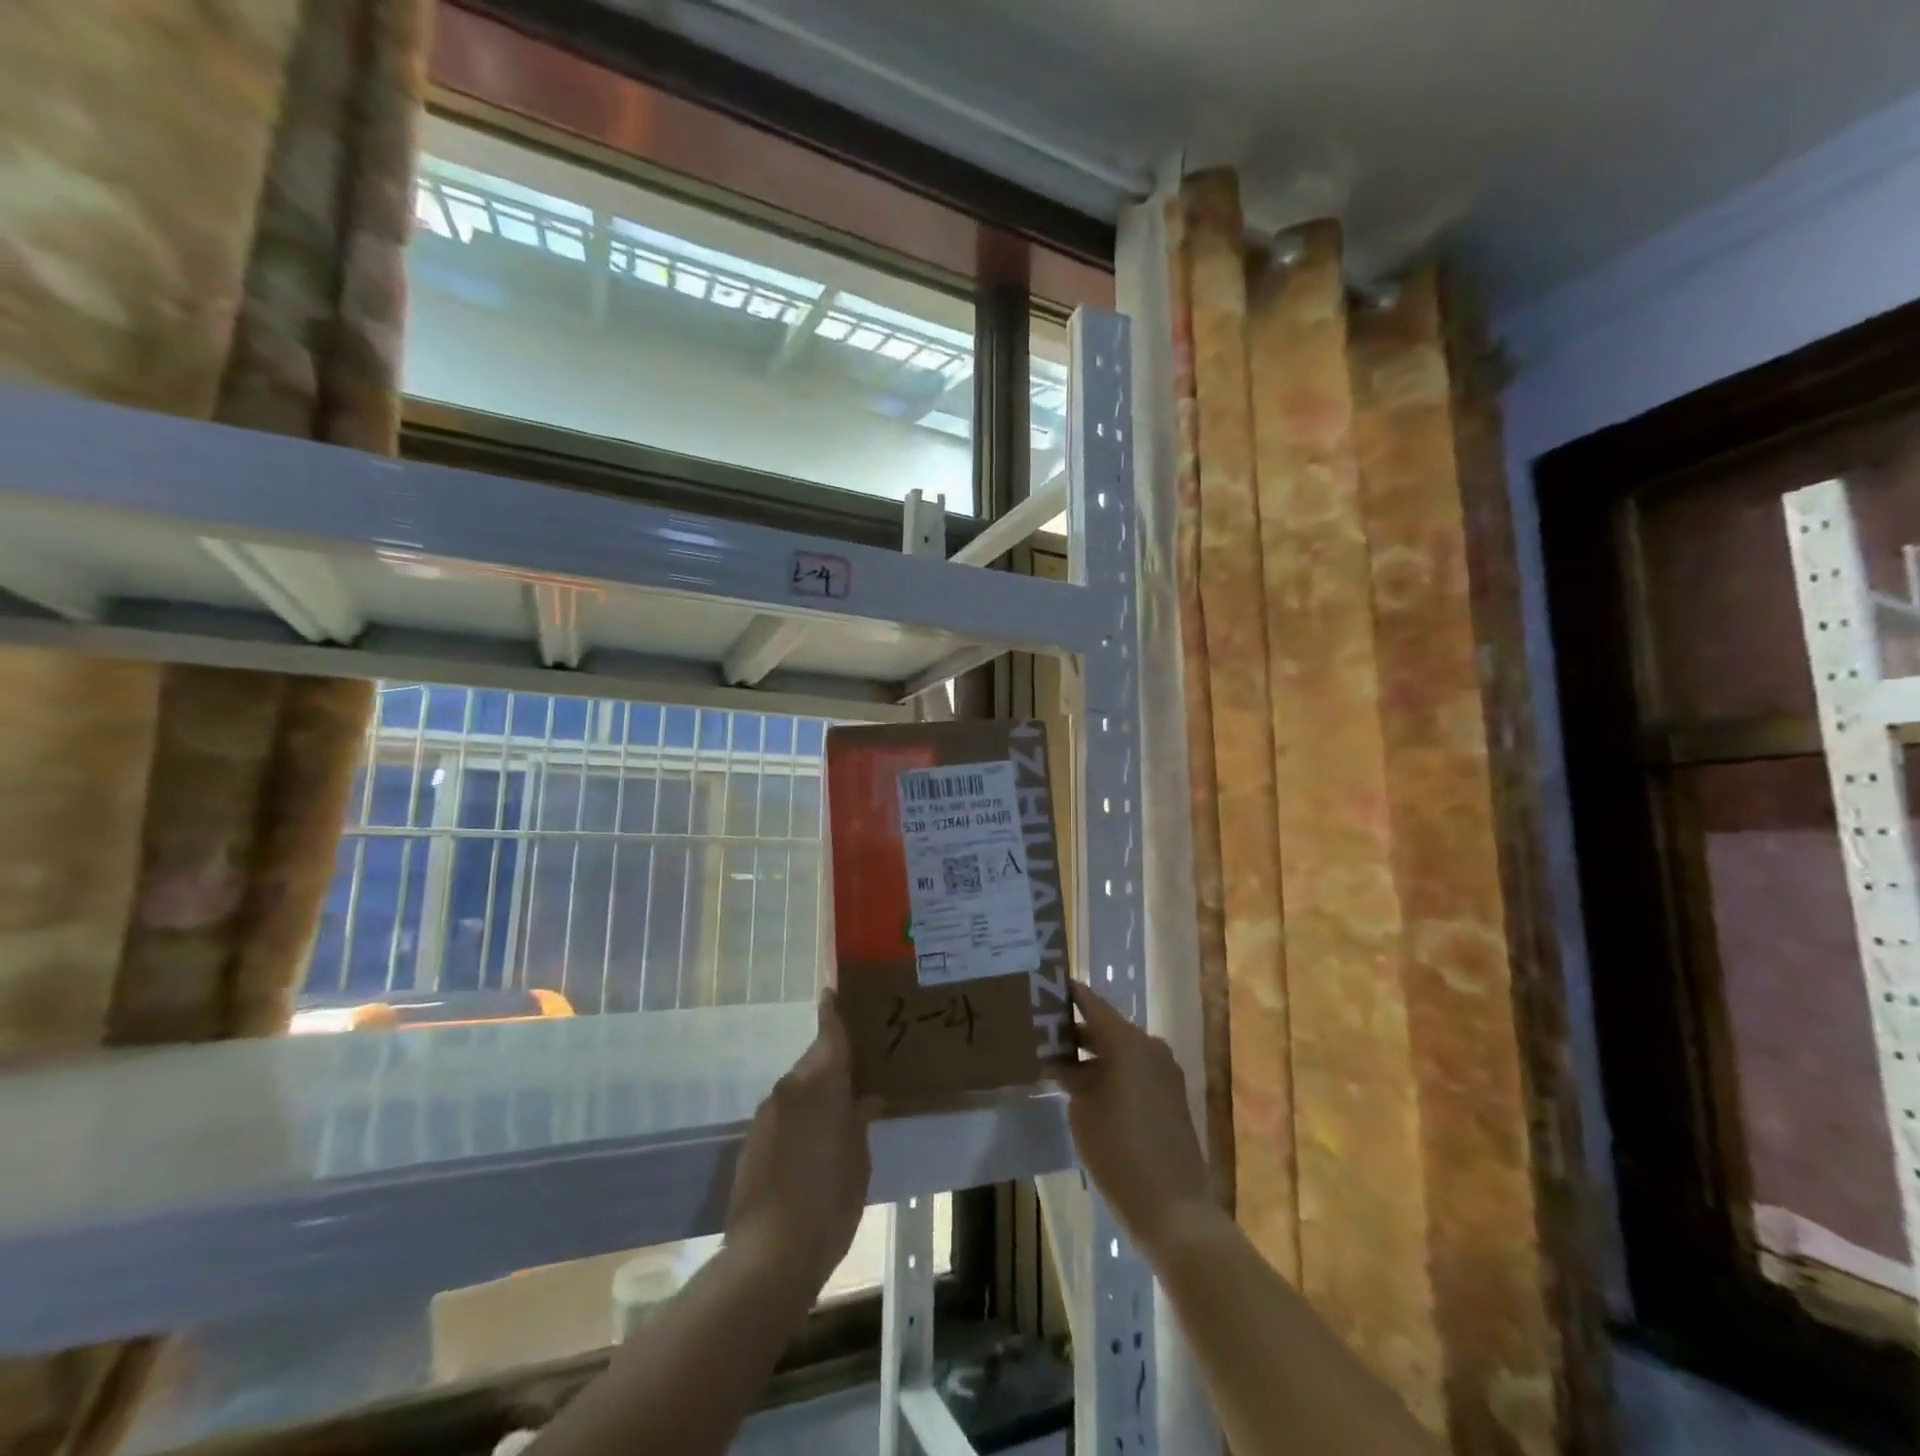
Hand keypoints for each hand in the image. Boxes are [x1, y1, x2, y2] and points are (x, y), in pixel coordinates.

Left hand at [724, 990, 878, 1297]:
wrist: (769, 1255)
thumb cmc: (830, 1200)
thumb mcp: (859, 1160)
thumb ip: (860, 1120)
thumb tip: (865, 1098)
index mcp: (822, 1083)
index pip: (829, 1033)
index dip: (832, 1011)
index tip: (831, 991)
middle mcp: (791, 1087)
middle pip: (813, 1062)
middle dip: (831, 1064)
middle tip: (855, 1075)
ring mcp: (766, 1114)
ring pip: (797, 1090)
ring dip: (814, 1096)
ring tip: (836, 1118)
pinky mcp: (751, 1141)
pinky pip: (782, 1115)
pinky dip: (798, 1119)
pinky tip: (810, 1148)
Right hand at [1055, 980, 1216, 1257]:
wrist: (1173, 1207)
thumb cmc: (1118, 1151)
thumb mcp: (1082, 1109)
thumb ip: (1071, 1076)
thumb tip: (1063, 1061)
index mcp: (1127, 1041)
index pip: (1091, 1003)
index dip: (1069, 993)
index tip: (1047, 984)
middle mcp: (1149, 1046)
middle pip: (1107, 1027)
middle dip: (1076, 1030)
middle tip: (1043, 1030)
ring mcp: (1164, 1072)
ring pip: (1121, 1050)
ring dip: (1094, 1054)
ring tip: (1059, 1062)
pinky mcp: (1171, 1096)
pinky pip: (1135, 1070)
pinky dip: (1112, 1072)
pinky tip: (1088, 1087)